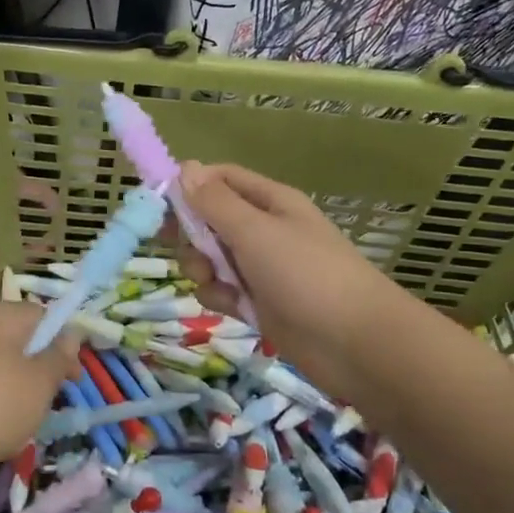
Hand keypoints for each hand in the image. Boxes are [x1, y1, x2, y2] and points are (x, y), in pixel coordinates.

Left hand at [0, 301, 79, 469]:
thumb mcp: (40, 382)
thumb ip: (59, 356)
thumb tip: (71, 334)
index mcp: (1, 313)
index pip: (43, 316)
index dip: (64, 344)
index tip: (72, 378)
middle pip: (19, 340)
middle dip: (38, 369)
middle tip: (48, 403)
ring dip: (14, 389)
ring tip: (19, 422)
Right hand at [173, 162, 406, 398]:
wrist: (355, 344)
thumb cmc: (306, 275)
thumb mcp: (255, 231)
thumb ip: (215, 202)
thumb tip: (185, 167)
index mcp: (269, 202)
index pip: (220, 179)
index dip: (189, 187)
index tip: (158, 207)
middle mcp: (264, 229)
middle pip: (209, 220)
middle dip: (192, 236)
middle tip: (193, 253)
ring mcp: (261, 267)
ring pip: (211, 258)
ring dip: (203, 270)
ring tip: (219, 285)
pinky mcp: (259, 302)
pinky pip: (222, 289)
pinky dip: (219, 297)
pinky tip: (231, 308)